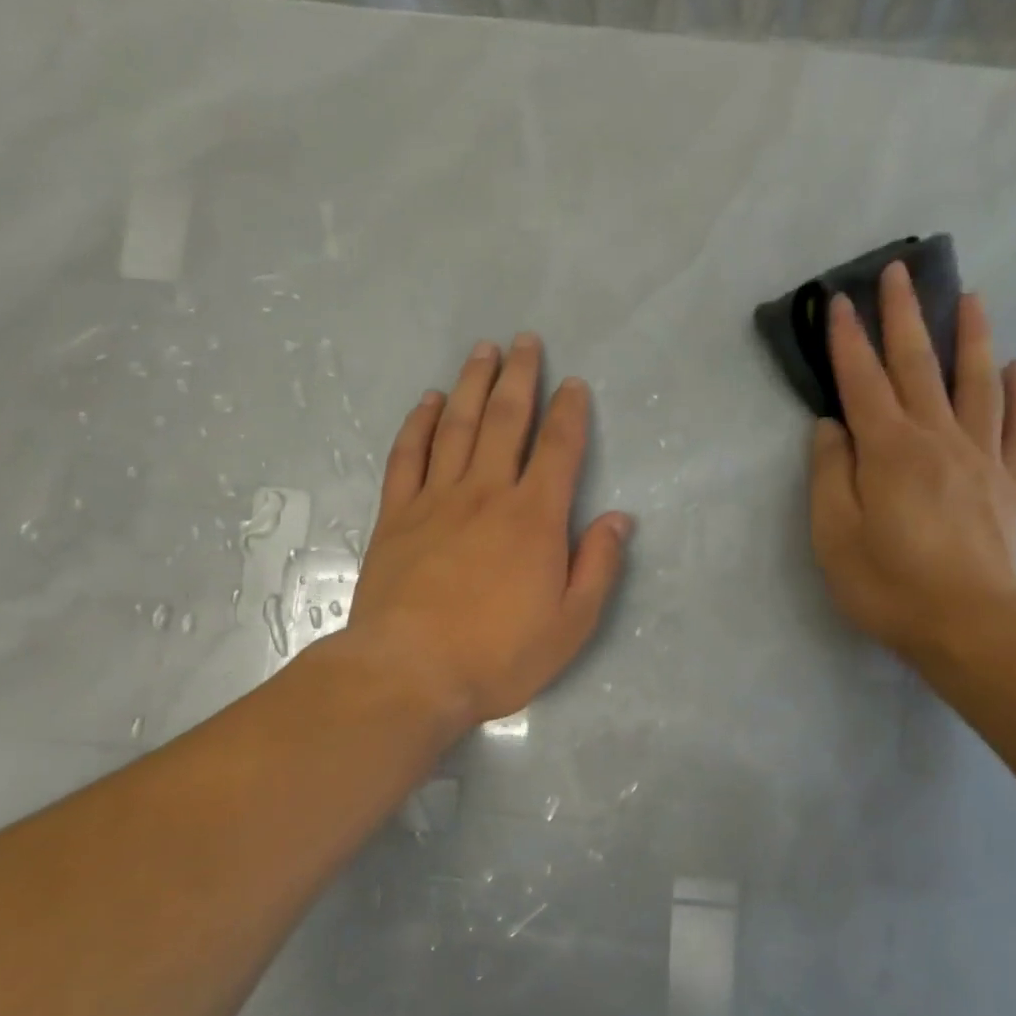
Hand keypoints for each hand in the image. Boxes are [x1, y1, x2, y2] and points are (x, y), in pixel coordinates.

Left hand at [349, 334, 632, 731]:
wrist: (409, 673)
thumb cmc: (498, 655)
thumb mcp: (570, 624)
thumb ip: (598, 566)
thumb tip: (619, 519)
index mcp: (535, 518)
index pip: (558, 448)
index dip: (569, 412)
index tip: (573, 384)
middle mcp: (487, 494)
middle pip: (505, 420)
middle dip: (519, 377)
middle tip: (524, 341)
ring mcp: (436, 500)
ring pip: (456, 426)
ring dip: (472, 384)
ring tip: (482, 350)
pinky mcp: (396, 515)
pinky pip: (408, 455)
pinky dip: (419, 423)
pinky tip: (429, 401)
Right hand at [809, 261, 1015, 668]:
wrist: (969, 627)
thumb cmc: (888, 584)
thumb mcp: (834, 534)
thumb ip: (830, 473)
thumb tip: (831, 426)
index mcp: (889, 450)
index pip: (862, 381)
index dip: (847, 340)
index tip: (837, 301)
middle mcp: (937, 439)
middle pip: (918, 366)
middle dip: (904, 316)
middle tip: (899, 272)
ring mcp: (980, 459)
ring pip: (977, 384)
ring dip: (971, 337)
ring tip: (971, 297)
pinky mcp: (1009, 486)